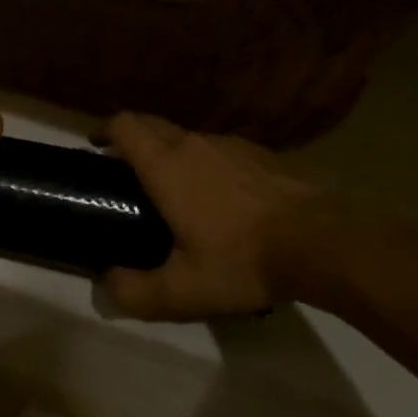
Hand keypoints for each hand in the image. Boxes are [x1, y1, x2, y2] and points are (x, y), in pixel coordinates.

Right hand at [101, 112, 328, 320]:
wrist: (321, 241)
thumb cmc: (243, 259)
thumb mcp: (185, 290)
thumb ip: (137, 292)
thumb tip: (107, 284)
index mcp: (166, 165)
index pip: (124, 125)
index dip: (104, 130)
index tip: (96, 146)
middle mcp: (192, 143)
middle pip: (151, 124)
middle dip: (133, 139)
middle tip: (126, 171)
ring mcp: (229, 144)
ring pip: (186, 136)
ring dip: (170, 151)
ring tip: (174, 188)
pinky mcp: (259, 153)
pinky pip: (218, 148)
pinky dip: (205, 161)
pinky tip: (220, 197)